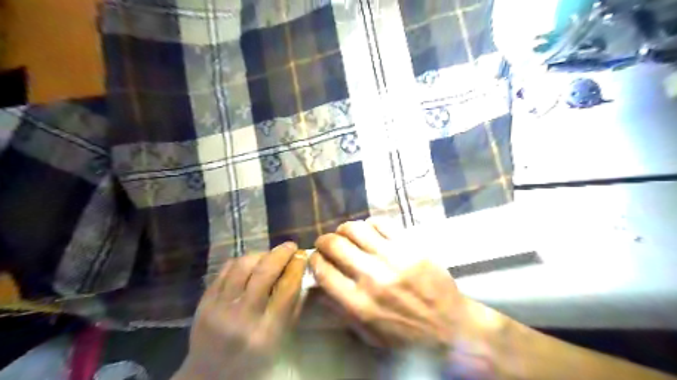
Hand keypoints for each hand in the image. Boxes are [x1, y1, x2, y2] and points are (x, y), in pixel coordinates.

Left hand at [174, 243, 306, 379]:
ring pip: (243, 265)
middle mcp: (242, 316)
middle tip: (290, 246)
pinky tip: (251, 262)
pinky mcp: (204, 301)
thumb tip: (300, 273)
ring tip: (270, 254)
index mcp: (266, 331)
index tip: (303, 256)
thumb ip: (291, 307)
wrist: (208, 376)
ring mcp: (219, 307)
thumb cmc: (252, 361)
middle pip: (264, 272)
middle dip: (281, 254)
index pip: (286, 288)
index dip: (297, 267)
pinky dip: (241, 261)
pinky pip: (225, 269)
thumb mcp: (279, 341)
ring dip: (261, 254)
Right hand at [308, 219, 498, 349]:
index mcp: (358, 304)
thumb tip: (322, 283)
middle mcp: (371, 277)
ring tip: (345, 233)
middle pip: (335, 245)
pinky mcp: (410, 247)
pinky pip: (382, 224)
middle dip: (324, 241)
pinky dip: (370, 225)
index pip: (323, 271)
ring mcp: (393, 258)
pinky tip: (369, 231)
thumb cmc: (406, 337)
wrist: (451, 328)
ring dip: (344, 229)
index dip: (314, 260)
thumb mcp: (368, 334)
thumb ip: (342, 309)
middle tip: (326, 243)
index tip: (315, 257)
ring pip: (356, 229)